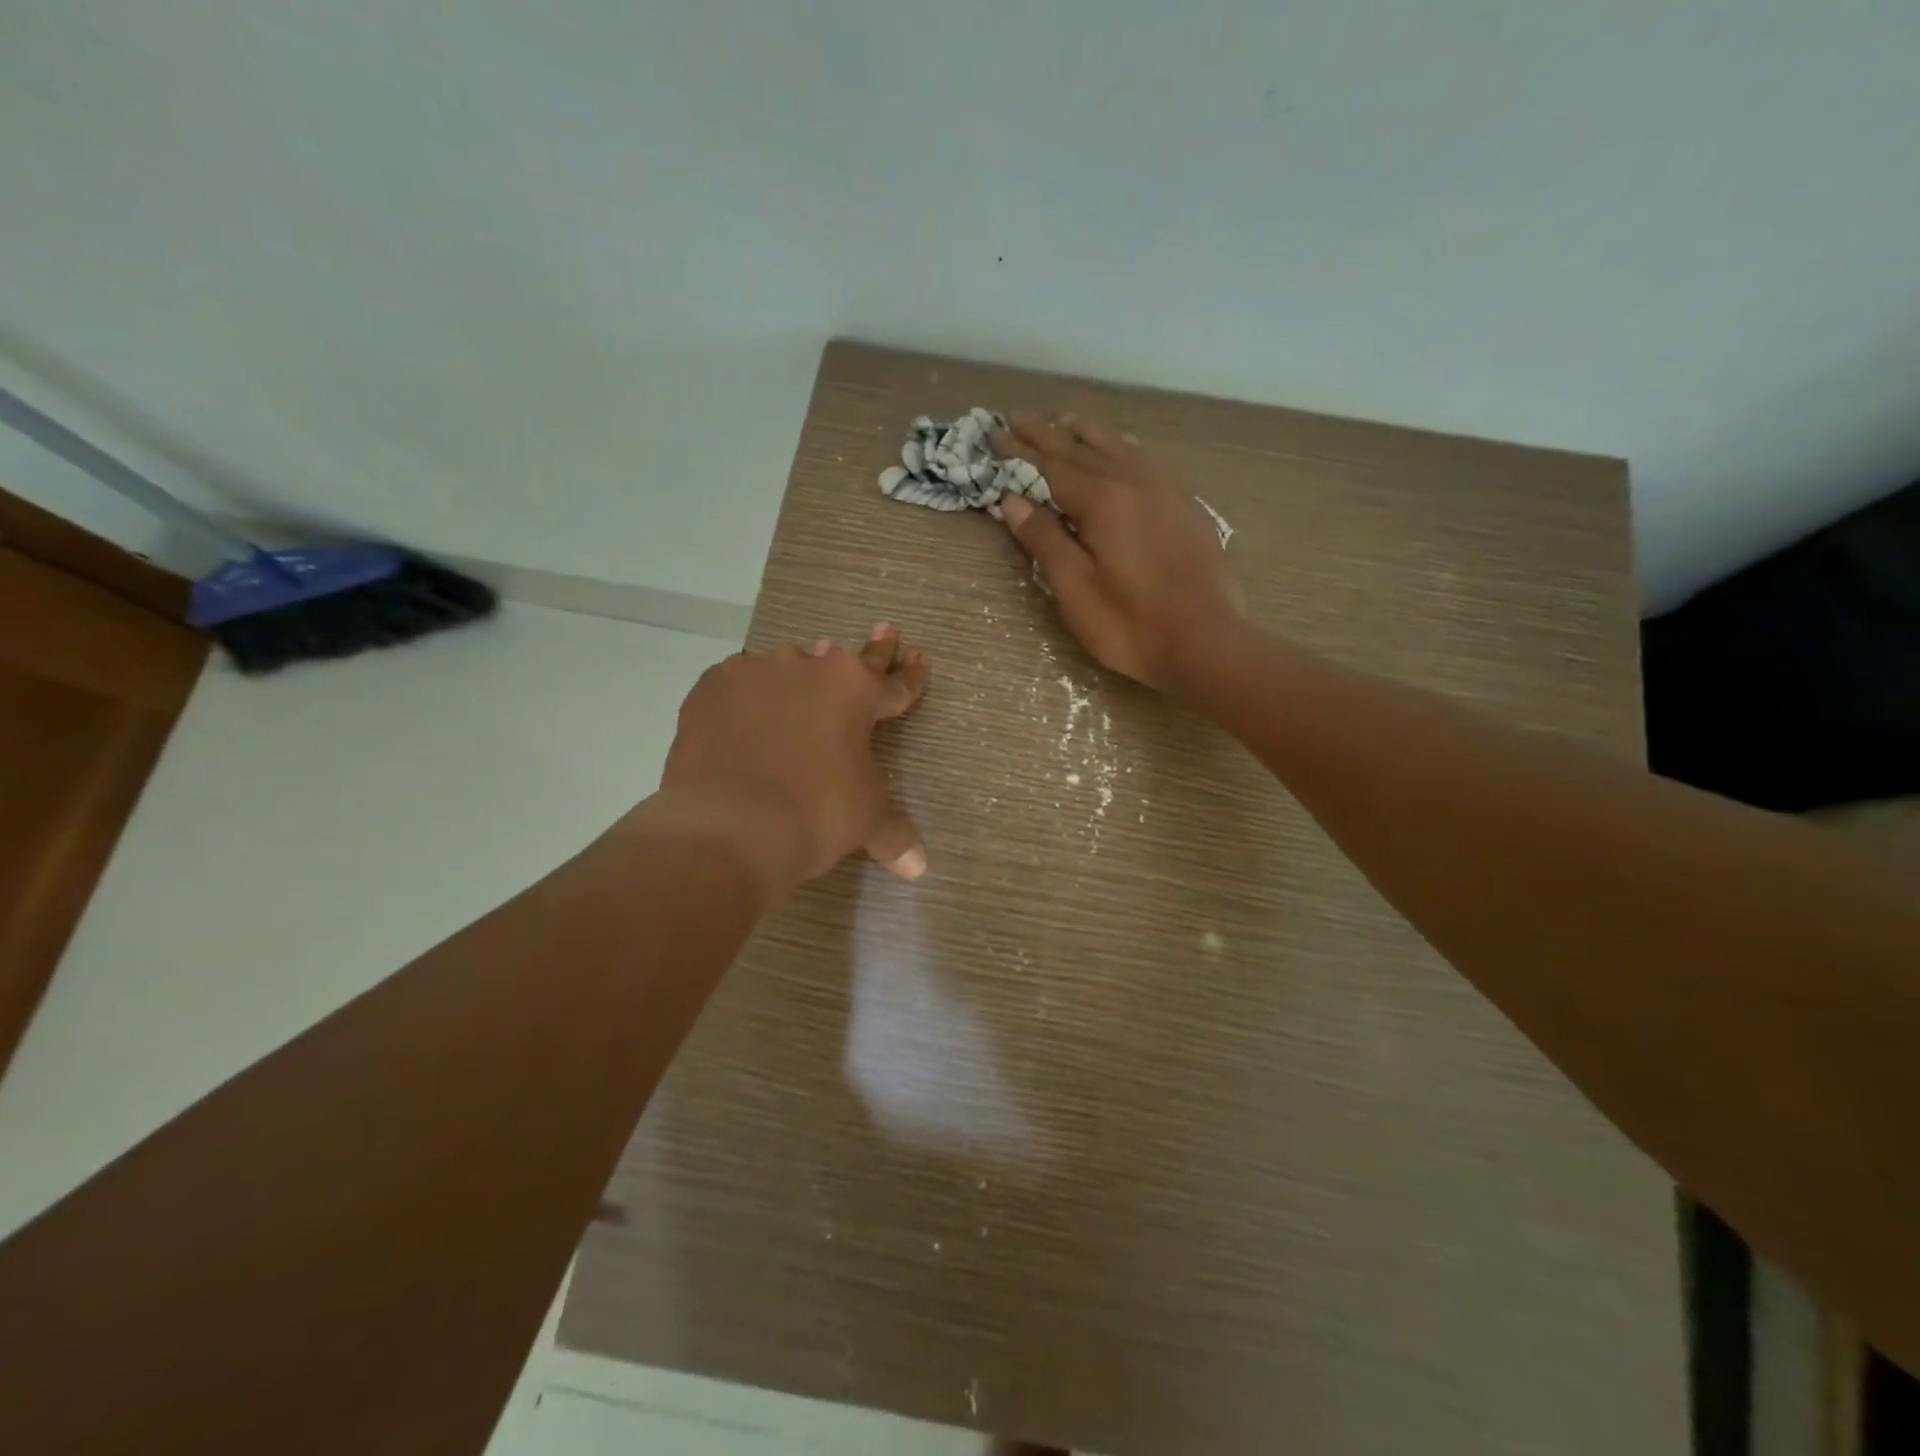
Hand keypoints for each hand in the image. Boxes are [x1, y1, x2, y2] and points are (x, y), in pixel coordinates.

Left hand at [658, 625, 930, 890]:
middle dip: (869, 649)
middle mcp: (807, 668)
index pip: (894, 683)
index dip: (910, 674)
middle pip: (842, 660)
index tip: (918, 656)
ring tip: (790, 702)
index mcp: (855, 691)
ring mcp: (754, 673)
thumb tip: (919, 866)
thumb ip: (893, 835)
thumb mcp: (865, 821)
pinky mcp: (709, 689)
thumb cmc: (816, 814)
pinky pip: (735, 686)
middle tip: (884, 629)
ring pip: (783, 670)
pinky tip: (739, 718)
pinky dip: (744, 700)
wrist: (730, 825)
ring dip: (794, 683)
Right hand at [990, 412, 1243, 690]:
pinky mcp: (1185, 505)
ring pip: (1117, 446)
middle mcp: (1134, 481)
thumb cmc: (1131, 625)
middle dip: (1045, 434)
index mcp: (1102, 500)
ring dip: (1084, 432)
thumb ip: (1045, 540)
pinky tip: (1120, 446)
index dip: (1018, 453)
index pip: (1049, 467)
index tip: (993, 433)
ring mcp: (1165, 489)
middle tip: (1016, 417)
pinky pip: (1145, 459)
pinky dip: (1121, 446)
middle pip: (1081, 448)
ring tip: (1062, 420)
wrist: (1207, 642)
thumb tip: (1012, 500)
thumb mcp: (1076, 589)